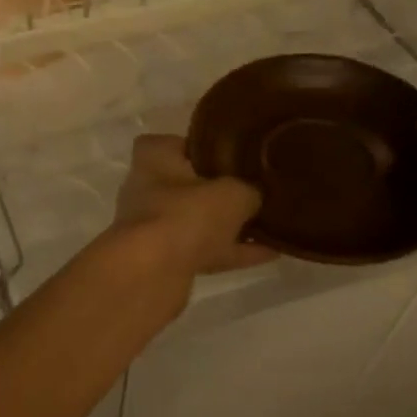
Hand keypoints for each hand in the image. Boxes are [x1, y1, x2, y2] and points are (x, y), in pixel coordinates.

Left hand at [110, 135, 276, 277]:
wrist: (152, 273)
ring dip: (229, 225)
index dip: (198, 146)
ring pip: (196, 221)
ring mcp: (153, 227)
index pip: (171, 143)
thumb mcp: (233, 193)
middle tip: (255, 189)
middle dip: (218, 190)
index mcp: (154, 159)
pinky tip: (270, 252)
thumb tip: (254, 196)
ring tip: (270, 223)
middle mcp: (146, 189)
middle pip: (186, 185)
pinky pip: (204, 249)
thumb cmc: (186, 214)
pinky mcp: (163, 259)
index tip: (226, 154)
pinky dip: (232, 251)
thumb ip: (248, 190)